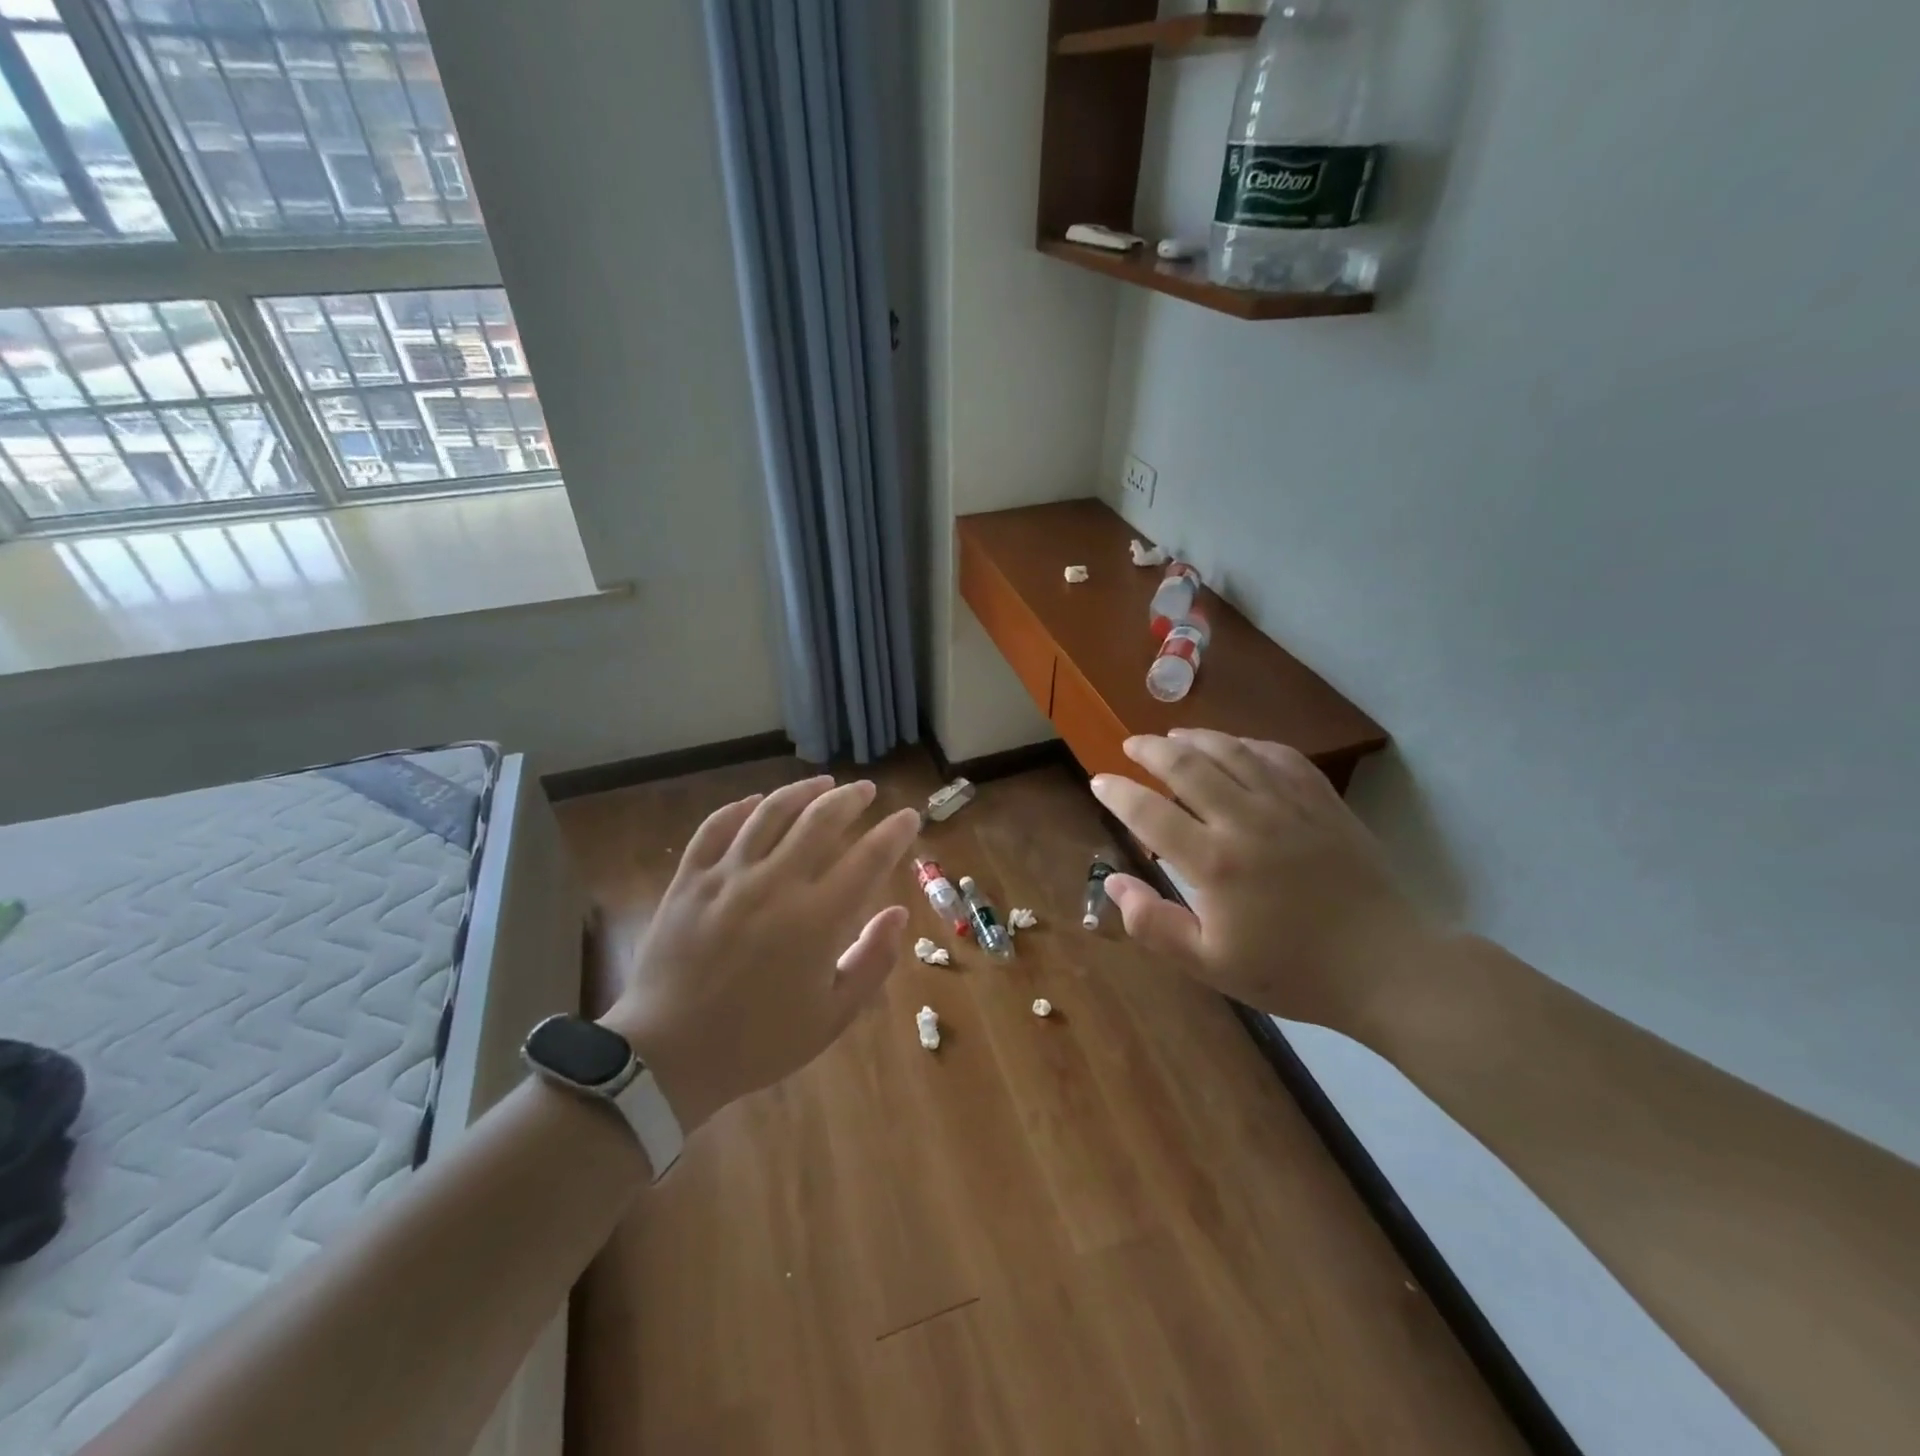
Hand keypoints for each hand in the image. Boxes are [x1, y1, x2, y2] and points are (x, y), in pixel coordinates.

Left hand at [600, 775, 919, 1132]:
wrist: (669, 1056)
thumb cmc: (759, 1041)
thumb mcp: (832, 1016)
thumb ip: (872, 961)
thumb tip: (898, 913)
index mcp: (816, 919)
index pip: (868, 858)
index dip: (893, 832)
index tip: (908, 816)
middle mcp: (775, 884)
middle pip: (820, 820)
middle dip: (850, 798)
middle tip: (866, 789)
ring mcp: (727, 877)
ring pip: (770, 812)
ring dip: (802, 791)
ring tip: (822, 782)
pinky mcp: (690, 880)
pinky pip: (716, 827)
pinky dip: (741, 808)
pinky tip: (757, 802)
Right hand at [1091, 730, 1436, 1036]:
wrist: (1387, 967)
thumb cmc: (1292, 971)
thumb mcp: (1211, 965)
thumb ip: (1154, 925)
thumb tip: (1113, 882)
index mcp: (1215, 863)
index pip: (1150, 813)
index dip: (1118, 792)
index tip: (1099, 781)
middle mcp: (1247, 821)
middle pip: (1187, 766)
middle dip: (1150, 750)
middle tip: (1130, 745)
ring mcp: (1290, 805)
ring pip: (1232, 751)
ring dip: (1195, 738)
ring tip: (1173, 736)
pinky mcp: (1323, 801)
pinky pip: (1279, 756)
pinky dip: (1249, 744)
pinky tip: (1237, 747)